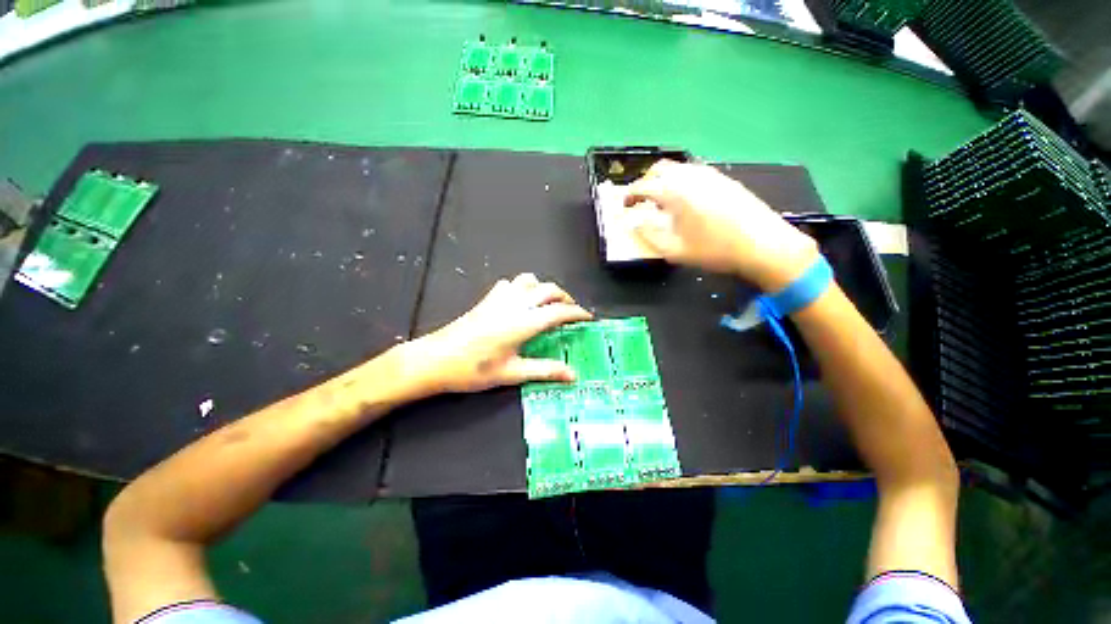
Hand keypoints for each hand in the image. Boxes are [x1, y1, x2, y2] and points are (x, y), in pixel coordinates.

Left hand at [400, 273, 592, 393]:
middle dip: (565, 297)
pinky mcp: (485, 300)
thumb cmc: (473, 370)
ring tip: (549, 304)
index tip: (588, 318)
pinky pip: (510, 284)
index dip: (577, 313)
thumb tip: (572, 375)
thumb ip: (544, 371)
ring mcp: (498, 299)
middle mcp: (514, 304)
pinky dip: (523, 287)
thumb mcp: (512, 374)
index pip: (559, 311)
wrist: (436, 359)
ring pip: (529, 280)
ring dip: (544, 288)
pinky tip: (520, 302)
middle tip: (572, 312)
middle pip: (548, 289)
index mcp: (524, 322)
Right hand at [622, 160, 819, 291]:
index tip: (626, 206)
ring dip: (667, 180)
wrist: (763, 243)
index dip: (630, 196)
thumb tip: (635, 223)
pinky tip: (693, 200)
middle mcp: (688, 174)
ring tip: (668, 200)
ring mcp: (708, 173)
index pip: (641, 186)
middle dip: (647, 181)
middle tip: (645, 199)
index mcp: (672, 189)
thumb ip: (650, 236)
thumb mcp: (677, 251)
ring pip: (679, 168)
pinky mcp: (724, 178)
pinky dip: (685, 181)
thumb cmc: (717, 249)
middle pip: (659, 169)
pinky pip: (696, 173)